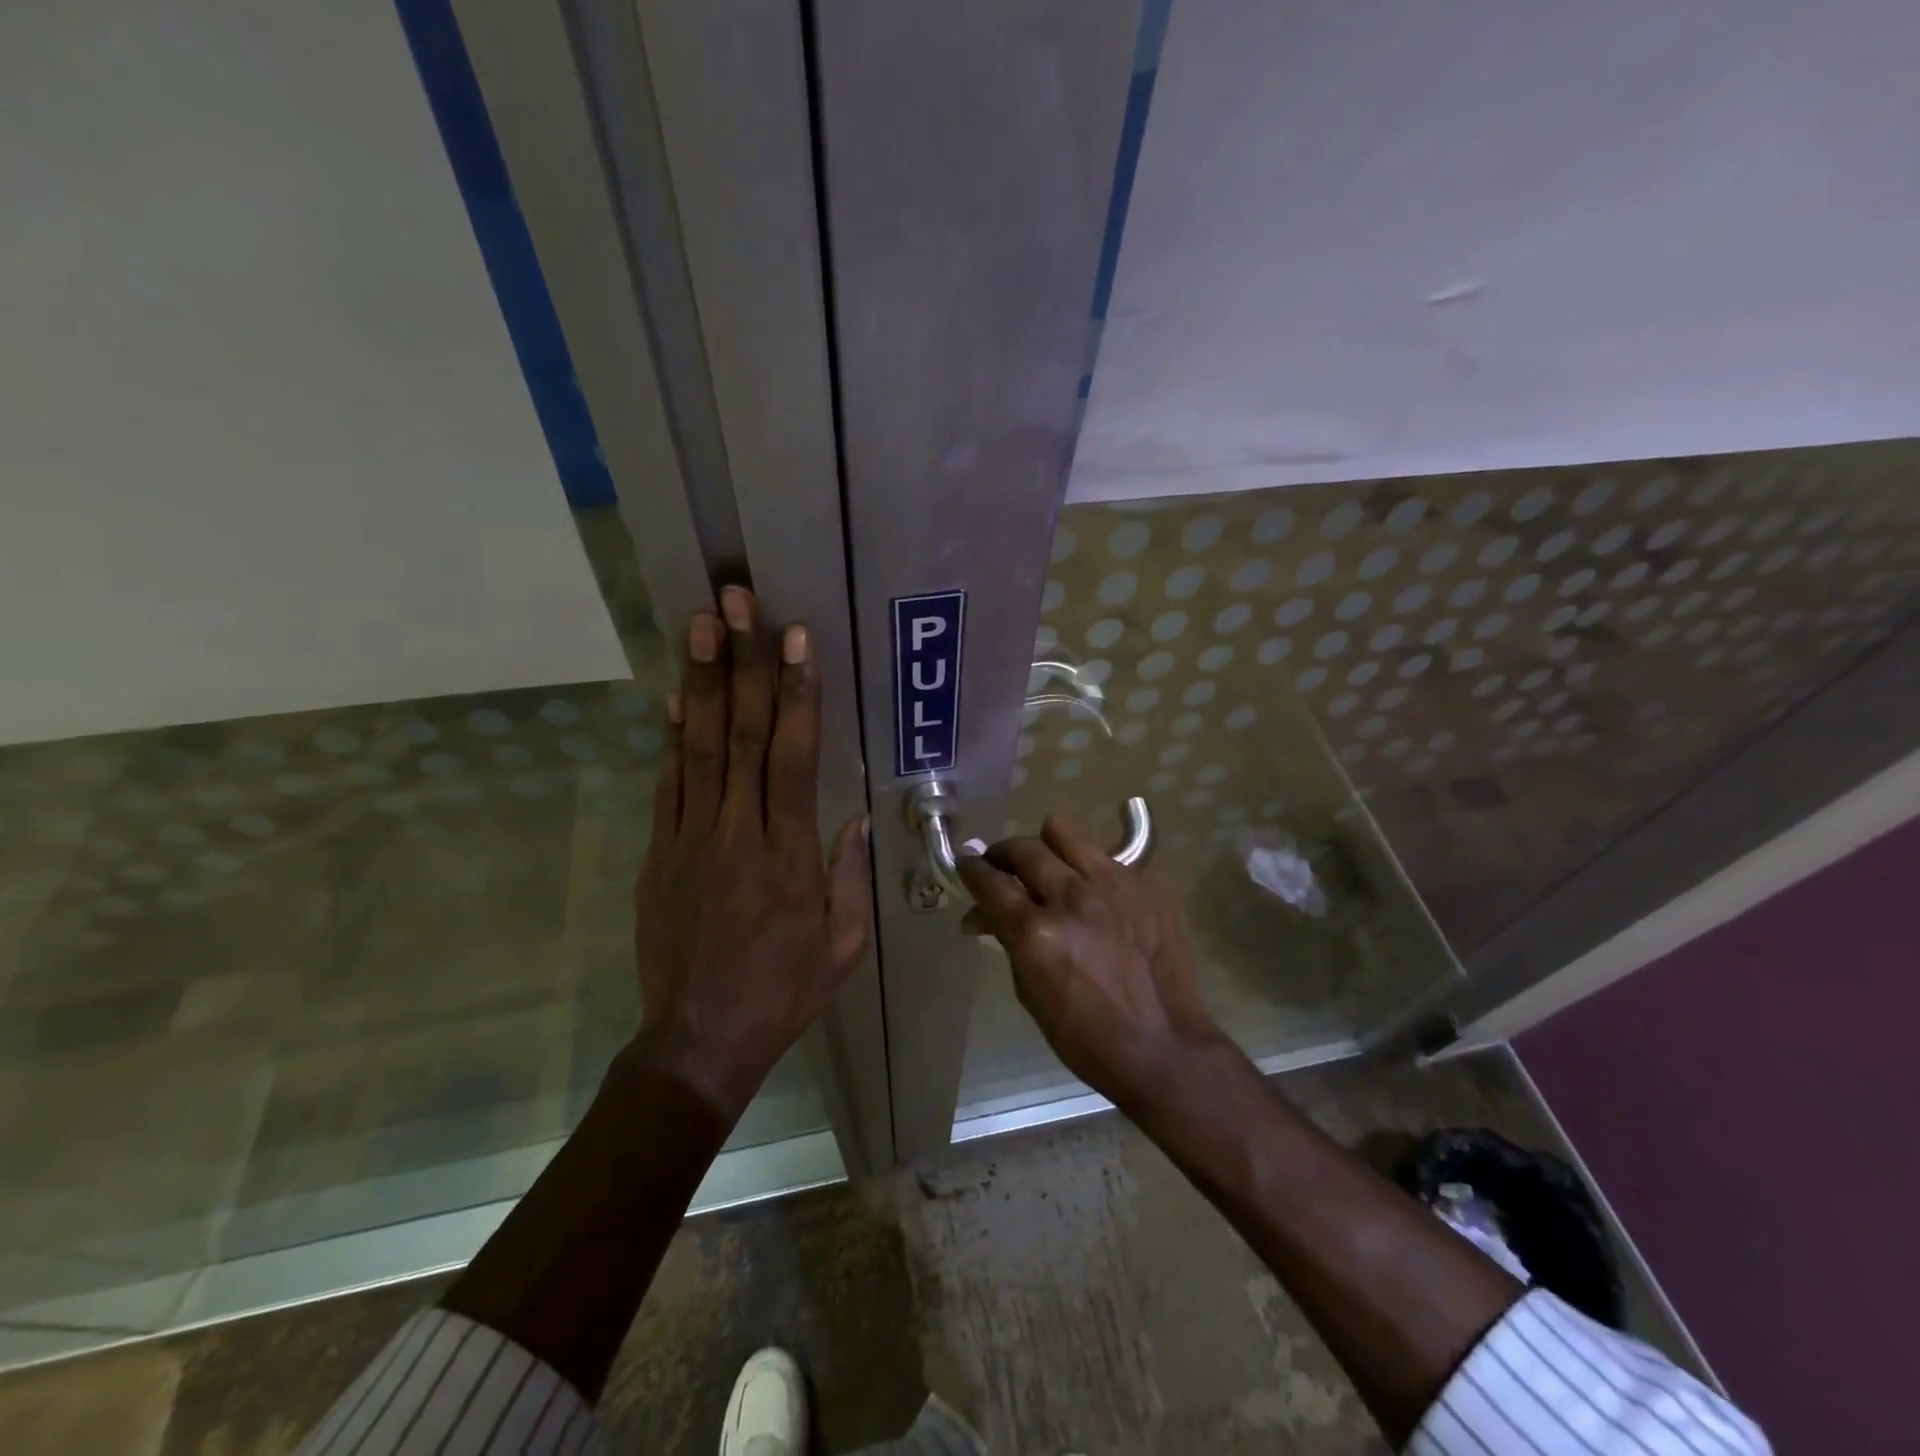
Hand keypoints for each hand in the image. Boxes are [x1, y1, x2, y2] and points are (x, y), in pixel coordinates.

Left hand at [628, 587, 871, 1120]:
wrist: (701, 1038)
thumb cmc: (784, 990)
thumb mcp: (843, 942)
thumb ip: (850, 874)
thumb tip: (857, 815)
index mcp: (788, 854)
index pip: (791, 757)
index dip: (794, 692)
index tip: (795, 639)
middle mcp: (737, 832)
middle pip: (739, 735)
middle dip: (741, 663)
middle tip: (736, 602)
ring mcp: (690, 839)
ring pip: (697, 748)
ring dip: (700, 682)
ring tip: (700, 625)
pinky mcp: (659, 853)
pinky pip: (667, 784)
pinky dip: (670, 738)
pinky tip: (673, 698)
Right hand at [957, 816, 1227, 1113]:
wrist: (1166, 1048)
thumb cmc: (1087, 1037)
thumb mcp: (1030, 993)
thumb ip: (1008, 941)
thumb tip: (983, 914)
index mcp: (1037, 931)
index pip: (990, 881)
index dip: (971, 870)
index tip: (966, 865)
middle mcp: (1073, 896)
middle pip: (1024, 849)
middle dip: (1003, 854)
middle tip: (1002, 866)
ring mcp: (1116, 884)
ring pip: (1065, 833)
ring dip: (1047, 847)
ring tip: (1050, 865)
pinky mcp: (1149, 885)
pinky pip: (1109, 861)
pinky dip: (1094, 875)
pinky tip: (1101, 901)